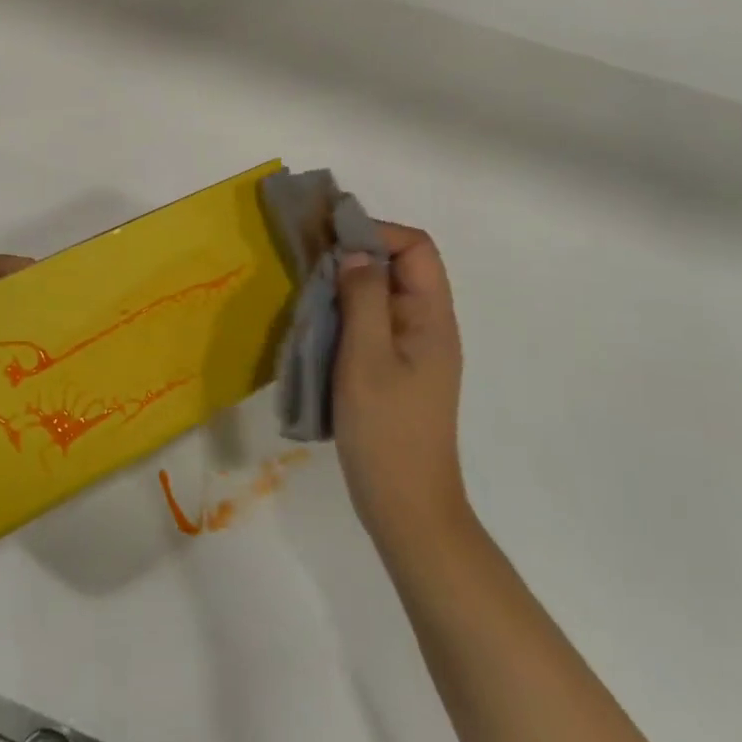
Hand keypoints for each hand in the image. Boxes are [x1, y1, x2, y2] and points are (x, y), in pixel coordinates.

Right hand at [333, 222, 470, 554]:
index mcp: (432, 318)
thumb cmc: (387, 432)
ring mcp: (414, 349)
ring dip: (348, 285)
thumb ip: (362, 300)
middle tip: (311, 261)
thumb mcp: (366, 359)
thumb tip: (354, 253)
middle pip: (401, 266)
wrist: (406, 508)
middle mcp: (429, 326)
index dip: (377, 232)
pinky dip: (347, 312)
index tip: (331, 239)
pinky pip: (374, 322)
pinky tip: (319, 324)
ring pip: (384, 294)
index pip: (417, 248)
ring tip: (309, 290)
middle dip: (358, 254)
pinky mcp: (397, 369)